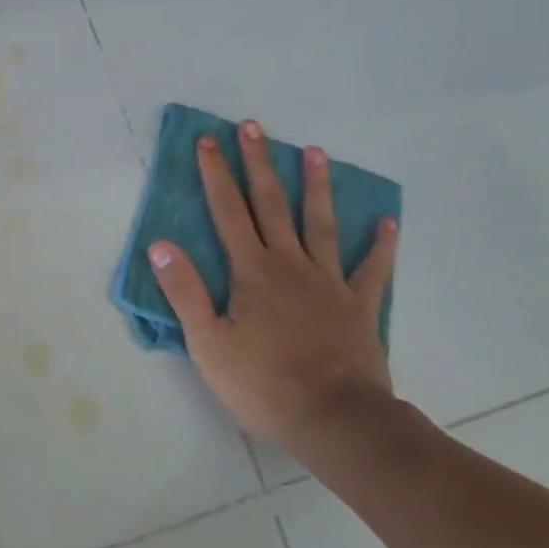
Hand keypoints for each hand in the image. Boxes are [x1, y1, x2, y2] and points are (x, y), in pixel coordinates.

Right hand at [146, 122, 398, 467]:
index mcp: (252, 271)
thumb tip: (161, 245)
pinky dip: (381, 246)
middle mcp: (290, 264)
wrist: (336, 420)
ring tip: (317, 152)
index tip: (207, 141)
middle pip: (272, 204)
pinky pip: (372, 270)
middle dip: (259, 164)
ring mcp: (329, 283)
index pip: (228, 211)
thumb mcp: (208, 343)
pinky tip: (387, 222)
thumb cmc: (264, 383)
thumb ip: (185, 292)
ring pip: (322, 224)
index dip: (215, 174)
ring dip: (317, 186)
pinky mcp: (359, 307)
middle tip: (254, 127)